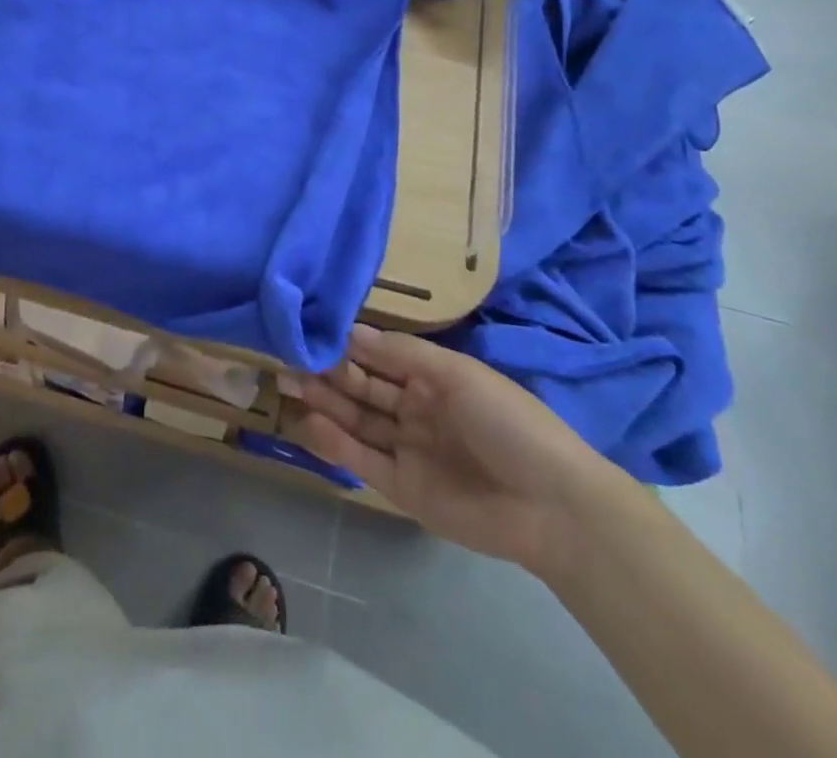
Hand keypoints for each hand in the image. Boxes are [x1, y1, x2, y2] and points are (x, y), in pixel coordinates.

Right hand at [288, 324, 625, 576]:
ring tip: (287, 383)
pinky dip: (335, 443)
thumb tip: (350, 330)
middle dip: (326, 372)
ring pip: (357, 420)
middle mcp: (415, 408)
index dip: (345, 344)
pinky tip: (310, 424)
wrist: (552, 504)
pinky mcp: (403, 487)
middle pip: (362, 387)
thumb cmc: (506, 420)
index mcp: (433, 376)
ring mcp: (408, 448)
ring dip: (324, 403)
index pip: (379, 355)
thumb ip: (401, 354)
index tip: (307, 331)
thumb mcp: (456, 373)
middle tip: (285, 358)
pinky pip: (363, 460)